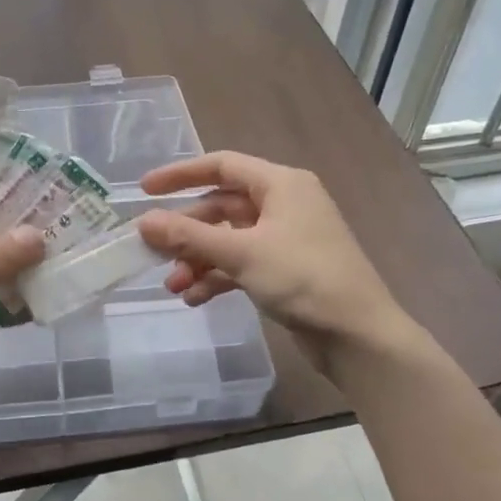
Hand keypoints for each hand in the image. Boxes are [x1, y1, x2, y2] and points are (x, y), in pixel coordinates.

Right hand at [137, 151, 420, 375]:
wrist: (357, 334)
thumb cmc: (303, 279)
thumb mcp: (242, 253)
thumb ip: (190, 236)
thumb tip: (144, 222)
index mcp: (281, 184)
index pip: (222, 166)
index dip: (180, 175)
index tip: (144, 190)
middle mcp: (284, 204)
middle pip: (221, 207)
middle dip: (187, 233)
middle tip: (154, 253)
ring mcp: (285, 239)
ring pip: (229, 239)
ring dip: (198, 260)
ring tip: (174, 286)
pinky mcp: (285, 270)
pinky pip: (241, 264)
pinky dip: (218, 277)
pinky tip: (196, 298)